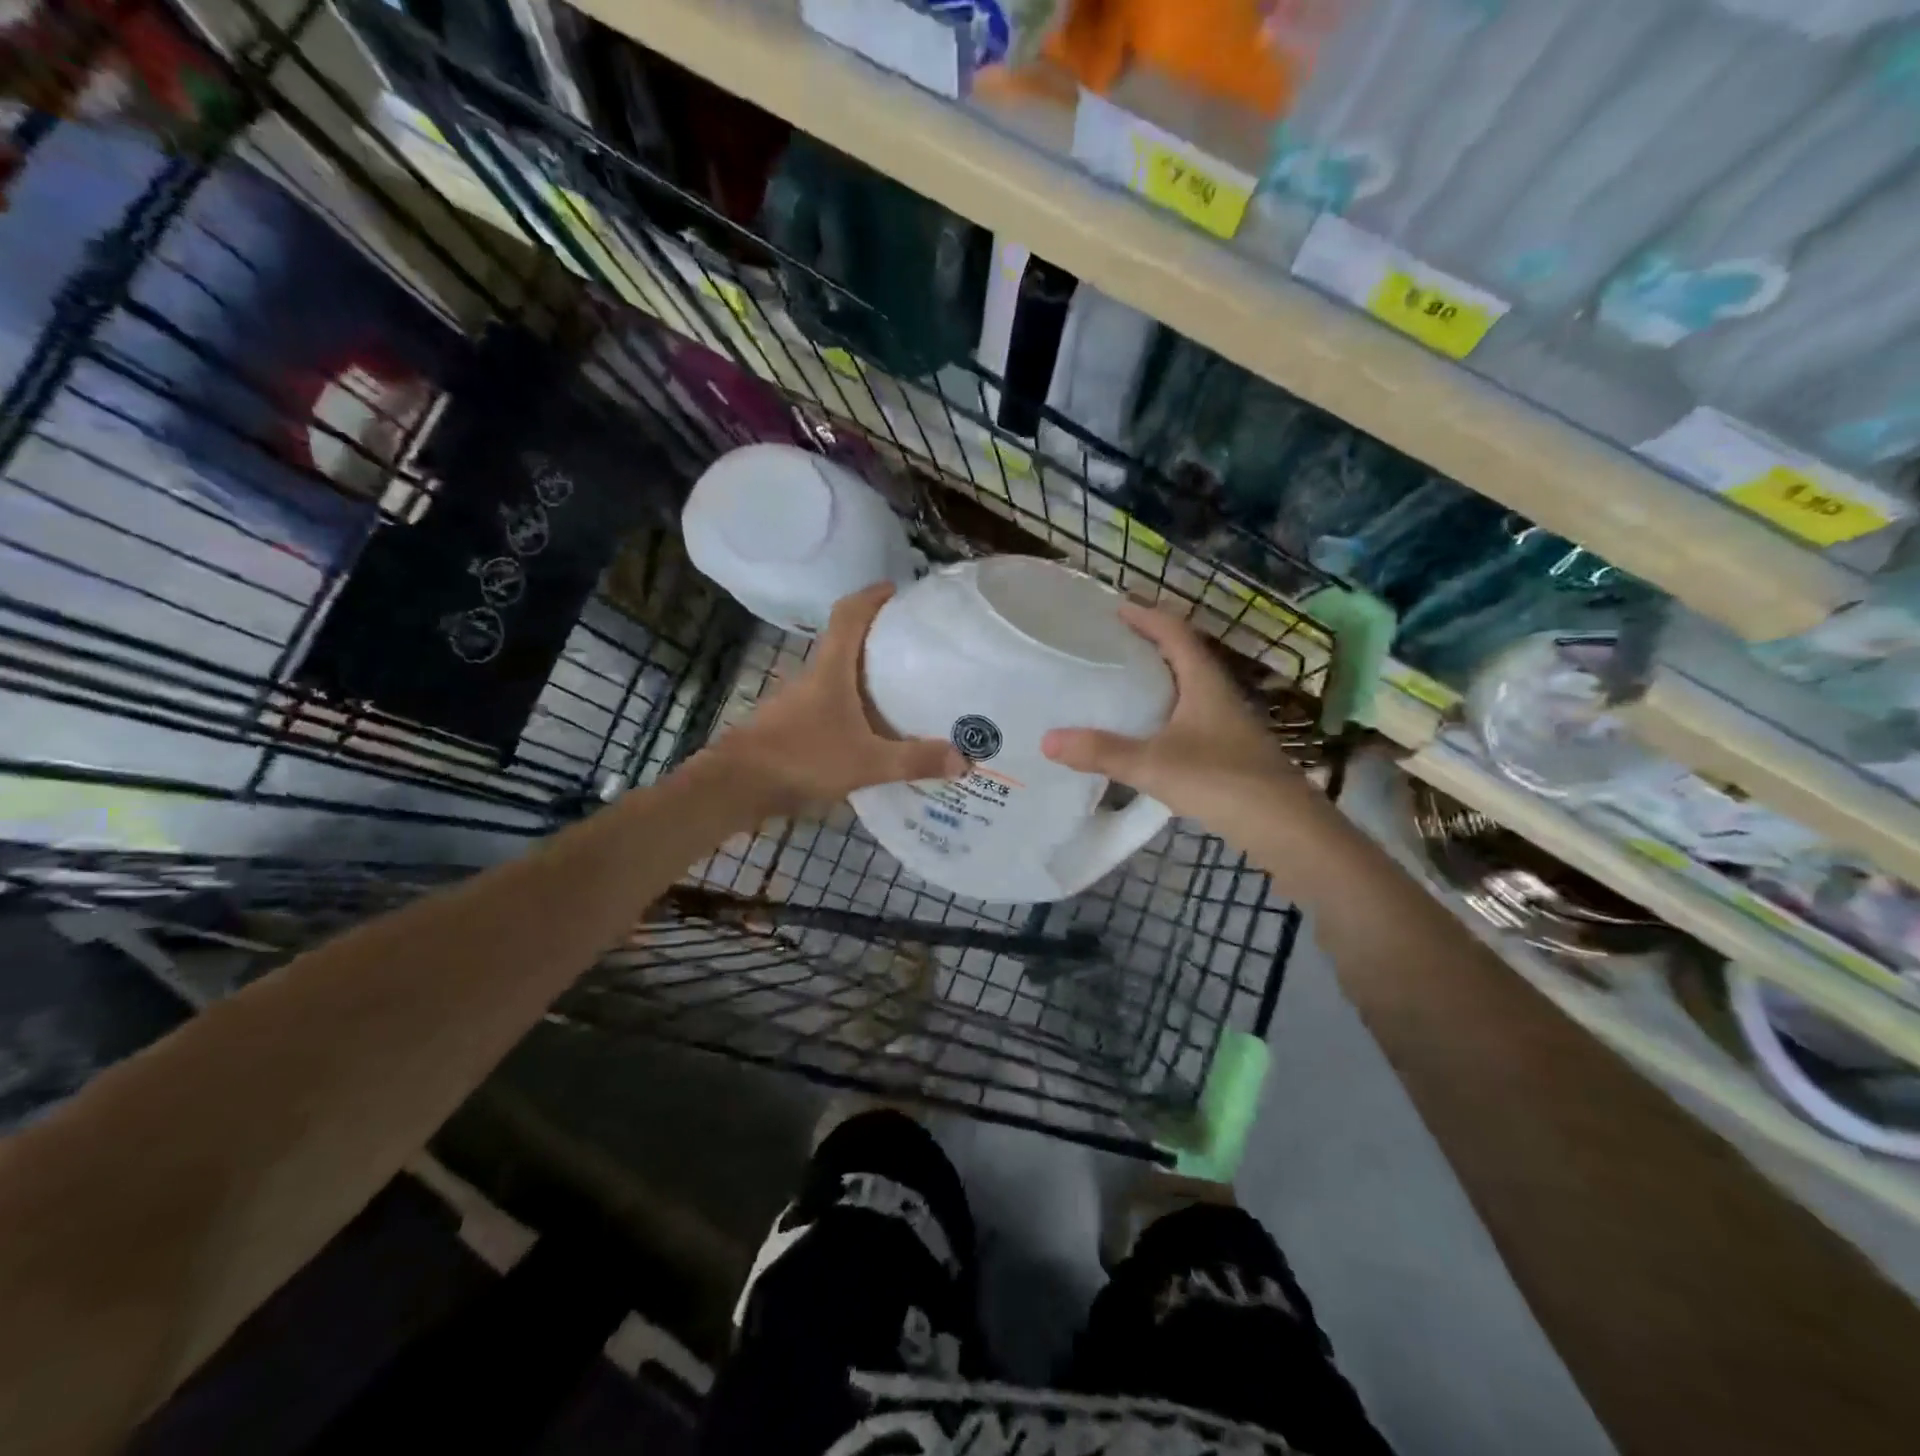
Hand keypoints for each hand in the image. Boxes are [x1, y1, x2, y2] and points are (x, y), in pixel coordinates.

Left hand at [711, 583, 965, 812]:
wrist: (737, 785)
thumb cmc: (802, 758)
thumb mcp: (866, 762)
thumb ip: (914, 760)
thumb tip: (965, 758)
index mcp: (830, 669)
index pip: (849, 614)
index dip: (872, 597)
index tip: (898, 592)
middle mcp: (814, 676)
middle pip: (846, 642)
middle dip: (879, 638)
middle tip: (918, 646)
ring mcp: (800, 702)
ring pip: (838, 676)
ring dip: (866, 676)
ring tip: (905, 689)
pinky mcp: (793, 725)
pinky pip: (831, 704)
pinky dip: (854, 707)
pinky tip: (874, 730)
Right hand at [1041, 603, 1307, 827]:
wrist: (1284, 826)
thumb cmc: (1220, 781)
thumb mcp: (1153, 764)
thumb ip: (1102, 751)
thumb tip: (1046, 740)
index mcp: (1204, 682)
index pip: (1175, 632)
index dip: (1147, 616)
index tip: (1116, 608)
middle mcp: (1218, 694)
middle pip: (1183, 655)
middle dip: (1149, 643)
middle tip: (1110, 642)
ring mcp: (1228, 722)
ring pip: (1188, 686)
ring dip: (1159, 677)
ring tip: (1121, 681)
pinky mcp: (1229, 748)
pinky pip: (1190, 714)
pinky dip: (1165, 709)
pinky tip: (1147, 730)